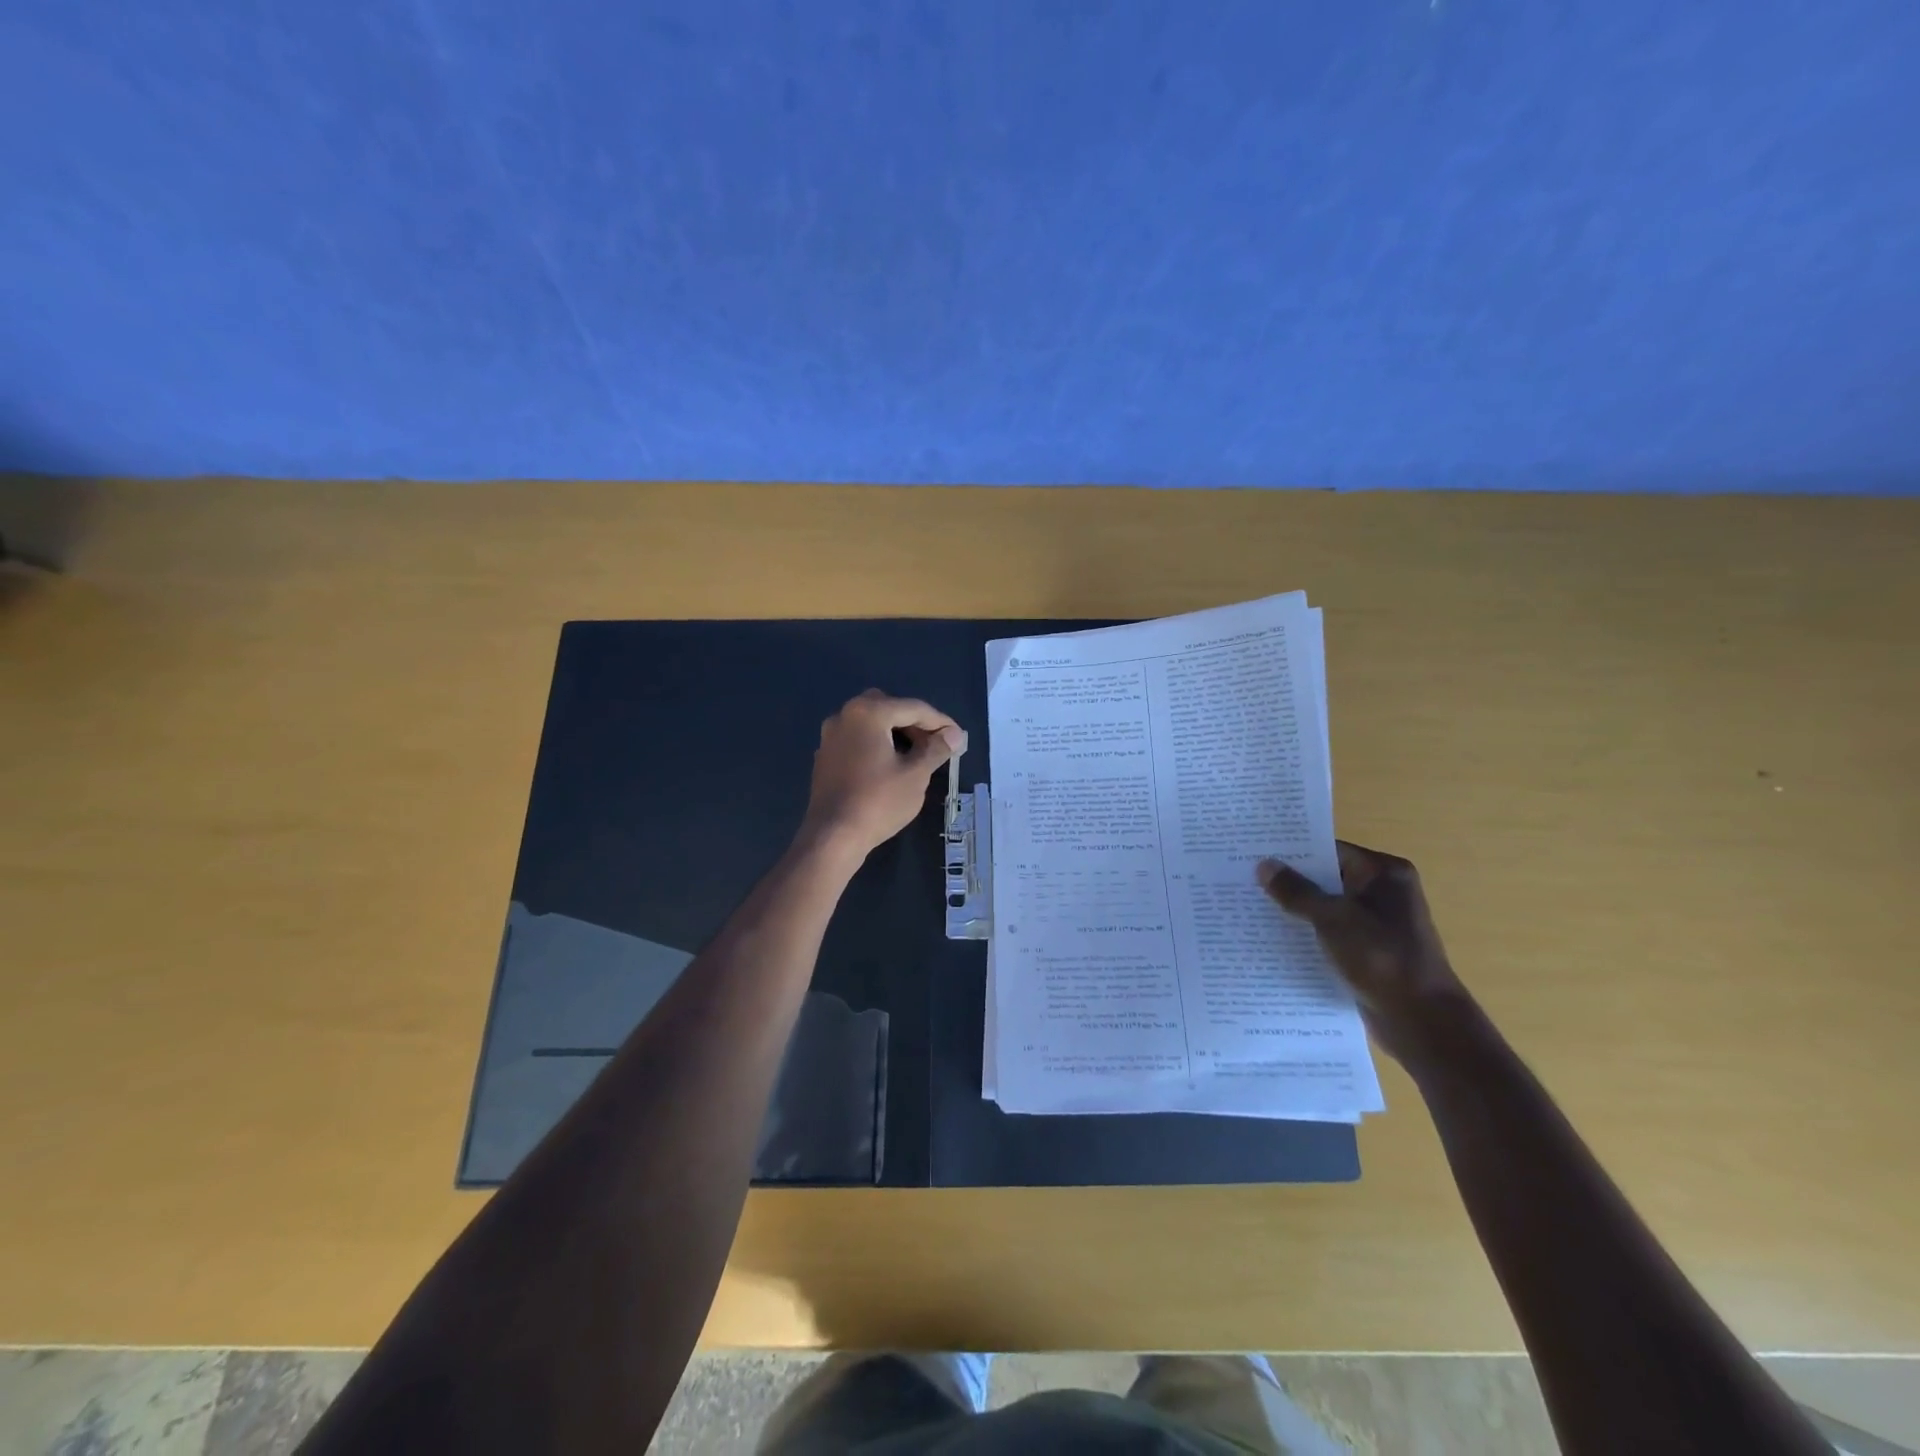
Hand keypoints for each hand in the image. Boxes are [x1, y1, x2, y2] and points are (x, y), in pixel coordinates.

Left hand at [800, 690, 964, 858]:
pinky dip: (876, 744)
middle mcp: (845, 715)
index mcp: (868, 713)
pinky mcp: (825, 756)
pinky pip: (857, 739)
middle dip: (914, 722)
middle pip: (889, 708)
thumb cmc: (878, 802)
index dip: (940, 721)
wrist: (833, 836)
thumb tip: (955, 735)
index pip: (913, 708)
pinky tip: (890, 765)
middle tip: (935, 743)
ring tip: (916, 755)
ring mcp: (830, 736)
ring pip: (870, 723)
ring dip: (894, 732)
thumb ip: (936, 749)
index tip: (958, 737)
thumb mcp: (916, 775)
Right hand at [1258, 841, 1471, 1065]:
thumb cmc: (1382, 959)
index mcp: (1384, 874)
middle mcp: (1382, 892)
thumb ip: (1297, 891)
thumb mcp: (1334, 919)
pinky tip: (1271, 934)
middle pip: (1326, 877)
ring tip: (1249, 902)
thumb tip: (1264, 865)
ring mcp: (1376, 922)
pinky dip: (1306, 931)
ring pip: (1325, 906)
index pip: (1330, 850)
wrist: (1422, 1022)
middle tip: (1243, 874)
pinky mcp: (1367, 949)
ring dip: (1294, 908)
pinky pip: (1329, 931)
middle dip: (1289, 879)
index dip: (1292, 850)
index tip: (1254, 849)